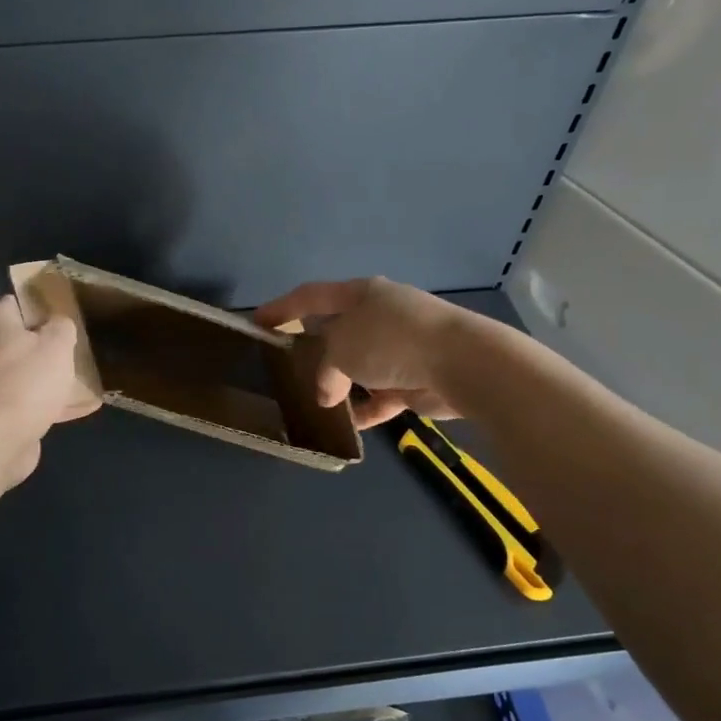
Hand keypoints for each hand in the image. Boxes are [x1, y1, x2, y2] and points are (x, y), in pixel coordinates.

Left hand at [0, 298, 98, 484]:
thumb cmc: (27, 379)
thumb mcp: (57, 342)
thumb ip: (62, 326)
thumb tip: (59, 324)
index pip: (18, 303)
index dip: (44, 307)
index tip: (68, 316)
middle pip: (23, 340)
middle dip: (49, 346)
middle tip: (78, 348)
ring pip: (27, 373)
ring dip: (51, 377)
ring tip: (85, 378)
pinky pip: (30, 401)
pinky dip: (52, 403)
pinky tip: (84, 408)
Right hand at [253, 277, 465, 429]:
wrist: (462, 364)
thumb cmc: (391, 341)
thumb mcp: (340, 349)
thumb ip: (323, 370)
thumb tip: (328, 394)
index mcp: (361, 294)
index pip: (312, 296)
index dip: (282, 307)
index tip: (258, 322)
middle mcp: (381, 316)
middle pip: (337, 331)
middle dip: (314, 350)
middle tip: (288, 368)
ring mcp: (402, 347)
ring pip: (360, 365)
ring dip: (340, 384)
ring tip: (314, 403)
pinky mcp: (417, 377)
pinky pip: (381, 395)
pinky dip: (365, 408)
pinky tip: (347, 425)